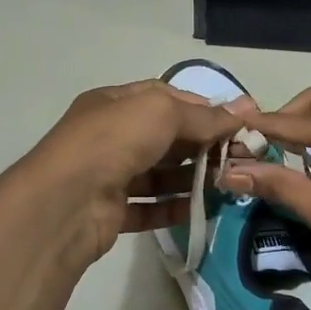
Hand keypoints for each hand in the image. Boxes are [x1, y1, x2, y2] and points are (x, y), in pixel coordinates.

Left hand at [10, 80, 242, 268]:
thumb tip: (244, 109)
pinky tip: (202, 210)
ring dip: (192, 179)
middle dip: (201, 145)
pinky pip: (149, 208)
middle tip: (239, 158)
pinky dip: (174, 209)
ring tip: (227, 185)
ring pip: (158, 174)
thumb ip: (203, 115)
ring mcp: (109, 175)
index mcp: (114, 104)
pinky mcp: (111, 212)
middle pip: (164, 137)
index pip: (164, 98)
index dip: (200, 108)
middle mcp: (110, 136)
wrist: (66, 202)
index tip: (234, 124)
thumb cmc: (113, 141)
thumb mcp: (161, 113)